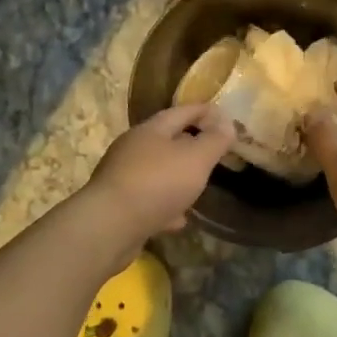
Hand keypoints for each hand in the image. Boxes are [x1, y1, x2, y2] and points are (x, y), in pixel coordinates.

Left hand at [82, 103, 236, 246]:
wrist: (109, 226)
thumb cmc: (157, 183)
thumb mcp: (196, 158)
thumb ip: (214, 140)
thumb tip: (227, 123)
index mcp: (151, 130)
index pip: (181, 112)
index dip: (204, 111)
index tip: (224, 114)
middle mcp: (133, 148)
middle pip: (166, 140)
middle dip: (189, 144)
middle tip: (212, 151)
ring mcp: (123, 176)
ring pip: (157, 171)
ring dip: (177, 176)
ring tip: (198, 185)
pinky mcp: (119, 205)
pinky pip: (149, 199)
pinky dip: (166, 205)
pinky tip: (179, 218)